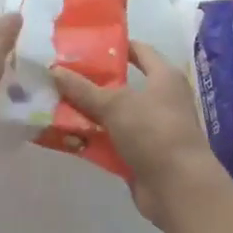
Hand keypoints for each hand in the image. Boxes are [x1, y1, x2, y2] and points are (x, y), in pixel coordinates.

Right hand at [52, 42, 229, 232]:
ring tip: (55, 105)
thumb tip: (54, 70)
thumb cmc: (153, 132)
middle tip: (60, 76)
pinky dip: (94, 140)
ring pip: (114, 116)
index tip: (84, 45)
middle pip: (121, 85)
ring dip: (88, 114)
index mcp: (163, 77)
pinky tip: (68, 137)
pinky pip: (113, 141)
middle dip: (92, 83)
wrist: (178, 187)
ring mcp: (151, 129)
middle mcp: (160, 99)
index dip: (114, 46)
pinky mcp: (142, 155)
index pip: (139, 50)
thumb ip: (83, 88)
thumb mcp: (115, 104)